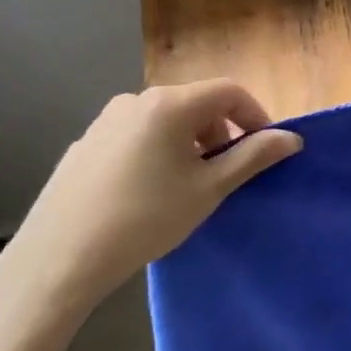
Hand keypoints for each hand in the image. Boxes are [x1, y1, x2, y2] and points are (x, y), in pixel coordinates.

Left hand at [0, 80, 301, 314]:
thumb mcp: (209, 189)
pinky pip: (137, 136)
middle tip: (226, 173)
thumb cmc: (146, 218)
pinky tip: (148, 193)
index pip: (230, 91)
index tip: (265, 150)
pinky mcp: (85, 144)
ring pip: (166, 120)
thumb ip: (253, 156)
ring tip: (188, 185)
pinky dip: (157, 151)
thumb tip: (291, 138)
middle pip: (197, 103)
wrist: (59, 258)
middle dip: (221, 132)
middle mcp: (136, 100)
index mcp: (170, 104)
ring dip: (190, 143)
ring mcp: (105, 121)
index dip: (256, 116)